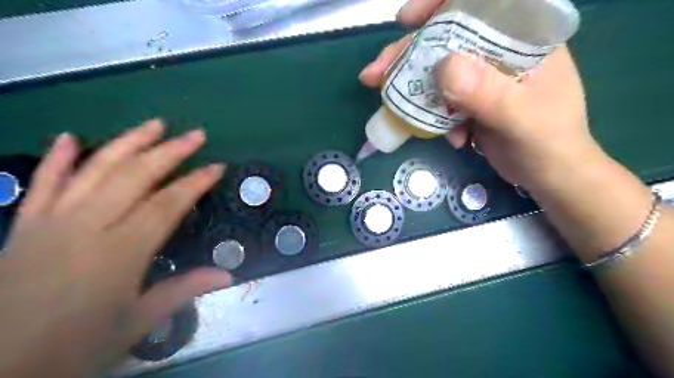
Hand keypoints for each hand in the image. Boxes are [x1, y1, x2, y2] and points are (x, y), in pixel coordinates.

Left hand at [0, 119, 231, 377]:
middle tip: (195, 135)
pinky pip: (42, 186)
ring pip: (94, 171)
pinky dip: (56, 160)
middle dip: (169, 152)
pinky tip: (69, 137)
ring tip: (153, 124)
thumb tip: (229, 276)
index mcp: (120, 252)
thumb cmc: (73, 348)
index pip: (167, 205)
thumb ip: (183, 291)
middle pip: (135, 177)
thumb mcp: (136, 323)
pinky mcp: (24, 228)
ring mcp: (52, 223)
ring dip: (126, 143)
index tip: (217, 167)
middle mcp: (87, 227)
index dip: (195, 183)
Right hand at [360, 0, 602, 188]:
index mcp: (521, 39)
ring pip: (437, 71)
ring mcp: (481, 77)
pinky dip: (434, 116)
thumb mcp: (521, 119)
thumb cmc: (548, 143)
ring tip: (387, 102)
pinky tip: (449, 138)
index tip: (407, 19)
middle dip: (407, 55)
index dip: (439, 4)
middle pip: (446, 40)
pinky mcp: (470, 100)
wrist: (548, 175)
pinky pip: (440, 99)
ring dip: (411, 87)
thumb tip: (444, 67)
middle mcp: (498, 52)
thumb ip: (489, 93)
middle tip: (376, 73)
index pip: (479, 3)